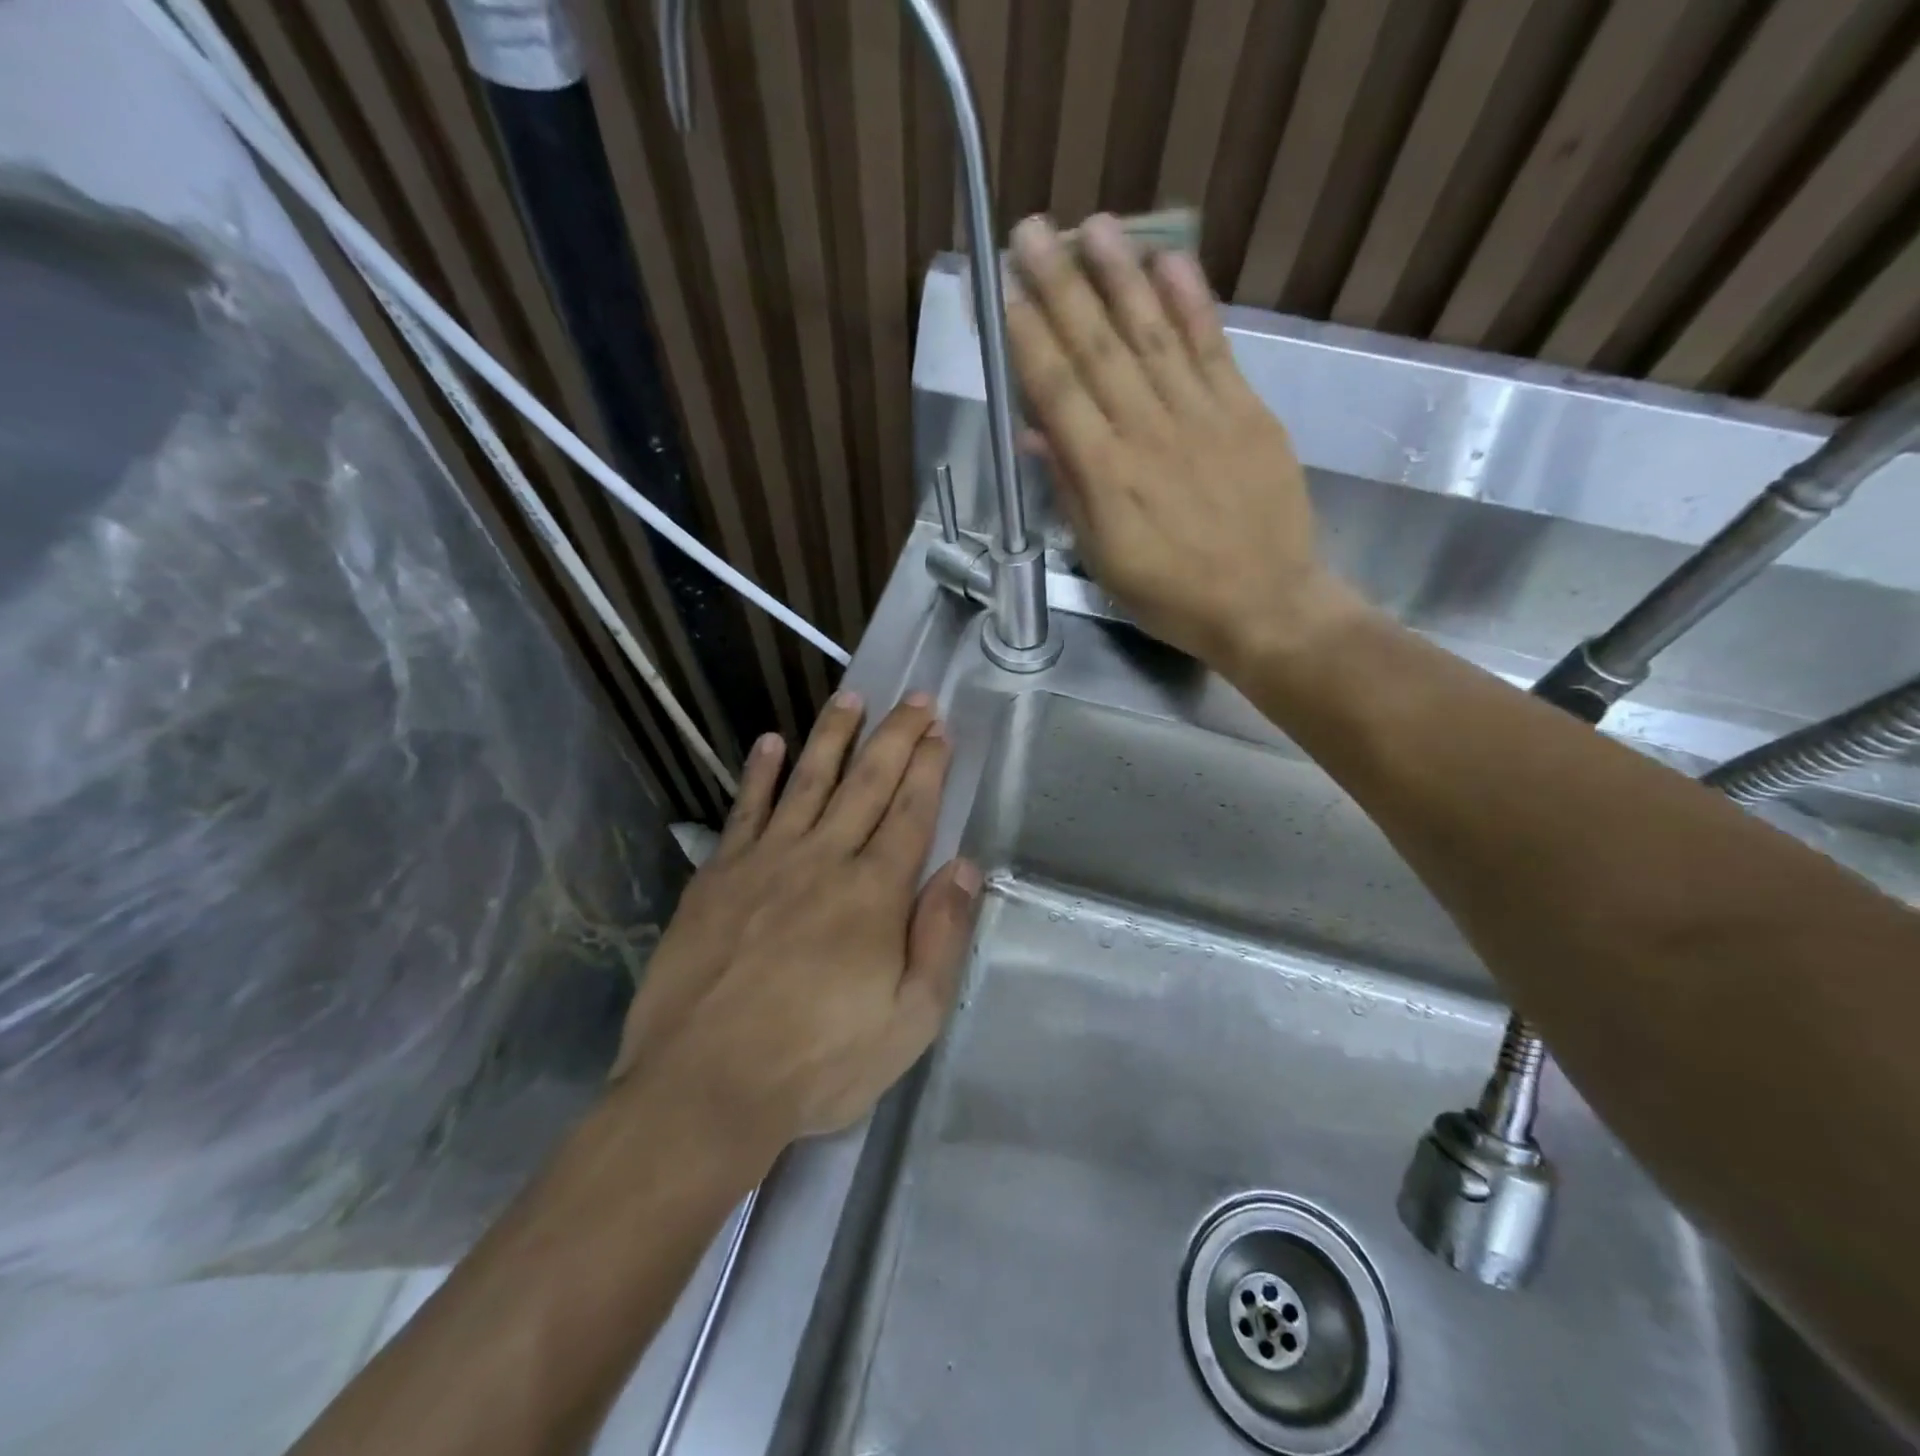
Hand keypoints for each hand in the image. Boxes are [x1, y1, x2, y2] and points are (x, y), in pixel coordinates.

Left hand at [612, 692, 979, 1157]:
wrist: (703, 1086)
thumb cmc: (818, 1062)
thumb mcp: (909, 1020)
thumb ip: (941, 938)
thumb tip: (965, 868)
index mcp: (874, 892)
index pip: (910, 811)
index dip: (929, 766)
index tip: (939, 728)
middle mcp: (824, 859)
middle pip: (867, 782)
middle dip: (896, 736)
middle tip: (915, 697)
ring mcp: (766, 861)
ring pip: (809, 781)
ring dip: (833, 735)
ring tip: (851, 696)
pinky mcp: (718, 875)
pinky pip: (745, 810)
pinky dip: (760, 773)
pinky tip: (771, 741)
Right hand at [1006, 214, 1361, 675]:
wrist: (1265, 605)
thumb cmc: (1171, 596)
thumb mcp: (1103, 560)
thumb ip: (1070, 491)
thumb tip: (1035, 431)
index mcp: (1105, 473)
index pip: (1055, 388)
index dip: (1026, 335)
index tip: (1001, 289)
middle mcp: (1146, 430)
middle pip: (1095, 347)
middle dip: (1059, 286)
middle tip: (1032, 231)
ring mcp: (1201, 414)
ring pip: (1151, 332)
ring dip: (1119, 275)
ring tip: (1092, 226)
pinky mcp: (1246, 410)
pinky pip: (1212, 346)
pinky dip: (1190, 301)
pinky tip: (1168, 259)